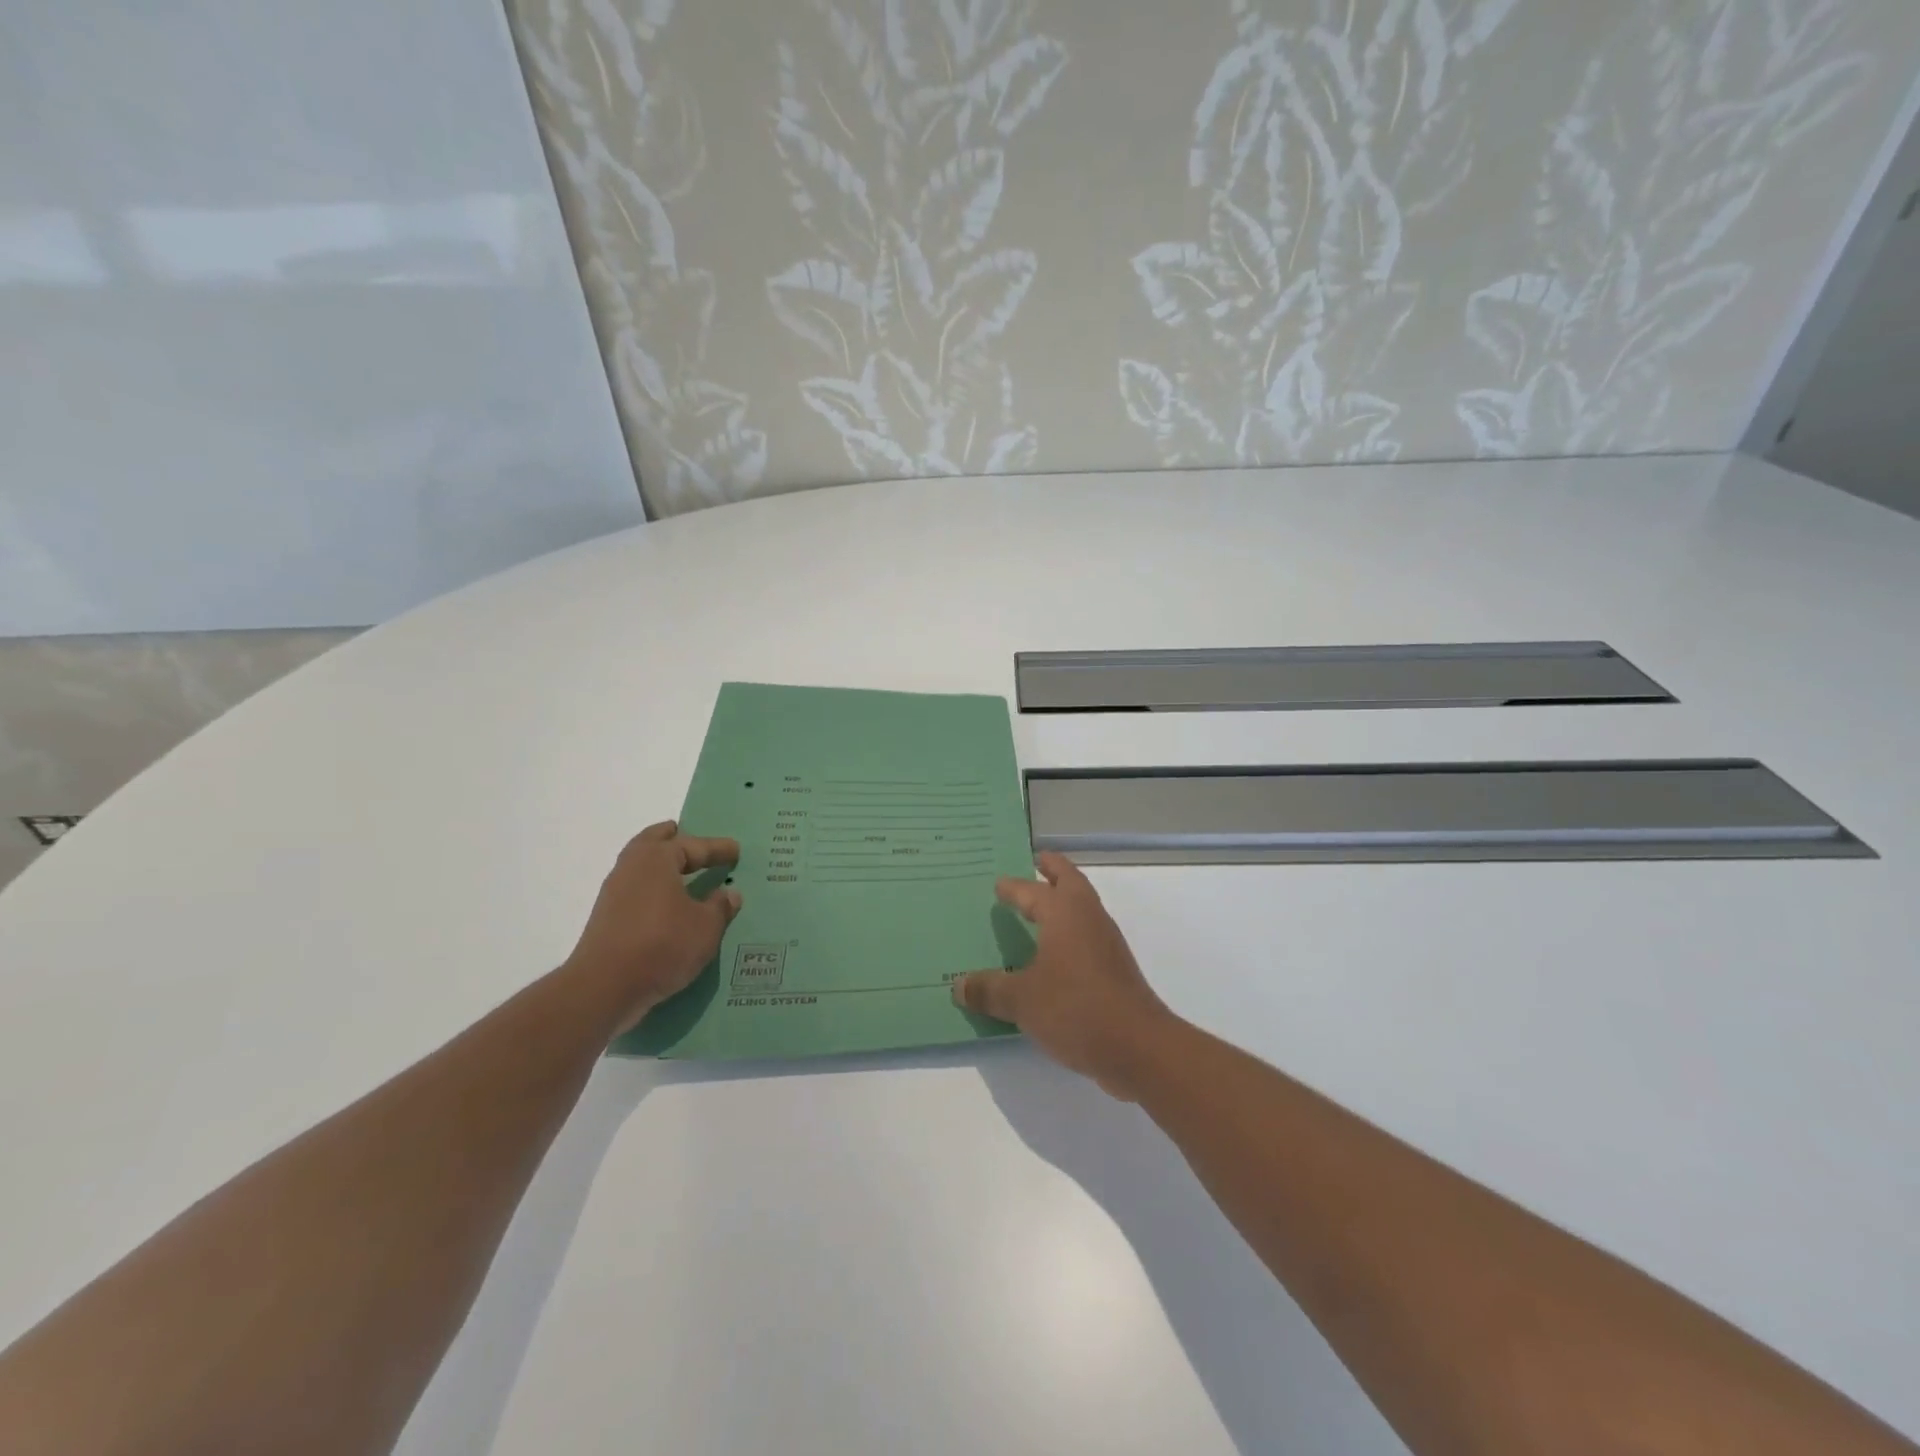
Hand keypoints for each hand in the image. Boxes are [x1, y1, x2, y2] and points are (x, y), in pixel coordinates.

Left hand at [566, 821, 741, 1032]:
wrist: (604, 988)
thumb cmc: (662, 945)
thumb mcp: (706, 927)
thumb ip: (720, 907)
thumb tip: (729, 893)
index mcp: (656, 859)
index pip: (692, 845)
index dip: (716, 848)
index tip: (735, 850)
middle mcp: (631, 868)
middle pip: (653, 843)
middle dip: (672, 839)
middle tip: (688, 835)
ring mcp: (614, 894)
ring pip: (640, 867)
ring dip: (660, 865)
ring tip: (680, 871)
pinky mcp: (607, 919)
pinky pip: (636, 891)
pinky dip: (652, 889)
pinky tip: (667, 904)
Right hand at [953, 852, 1177, 1098]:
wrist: (1138, 1047)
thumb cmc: (1076, 1008)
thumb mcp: (1021, 1000)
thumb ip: (989, 989)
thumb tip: (958, 985)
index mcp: (1064, 913)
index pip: (1032, 890)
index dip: (1013, 887)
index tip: (998, 883)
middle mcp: (1088, 918)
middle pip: (1070, 881)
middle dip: (1053, 870)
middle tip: (1036, 862)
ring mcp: (1106, 943)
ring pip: (1082, 908)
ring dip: (1063, 902)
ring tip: (1039, 909)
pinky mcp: (1115, 970)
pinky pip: (1087, 938)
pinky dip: (1070, 934)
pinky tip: (1054, 956)